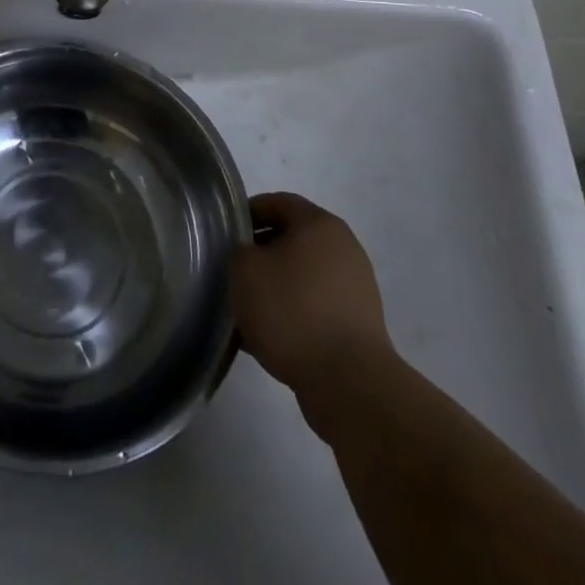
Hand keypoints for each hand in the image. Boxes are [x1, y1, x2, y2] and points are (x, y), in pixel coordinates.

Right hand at [233, 193, 394, 399]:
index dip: (248, 213)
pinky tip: (269, 336)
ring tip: (247, 310)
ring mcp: (356, 289)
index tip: (226, 233)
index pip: (278, 202)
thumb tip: (248, 257)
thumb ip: (238, 251)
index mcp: (320, 224)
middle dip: (261, 253)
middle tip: (233, 271)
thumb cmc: (292, 310)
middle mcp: (344, 248)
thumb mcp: (245, 270)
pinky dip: (293, 314)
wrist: (348, 382)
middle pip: (292, 239)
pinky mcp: (359, 325)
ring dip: (276, 287)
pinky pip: (316, 308)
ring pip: (303, 276)